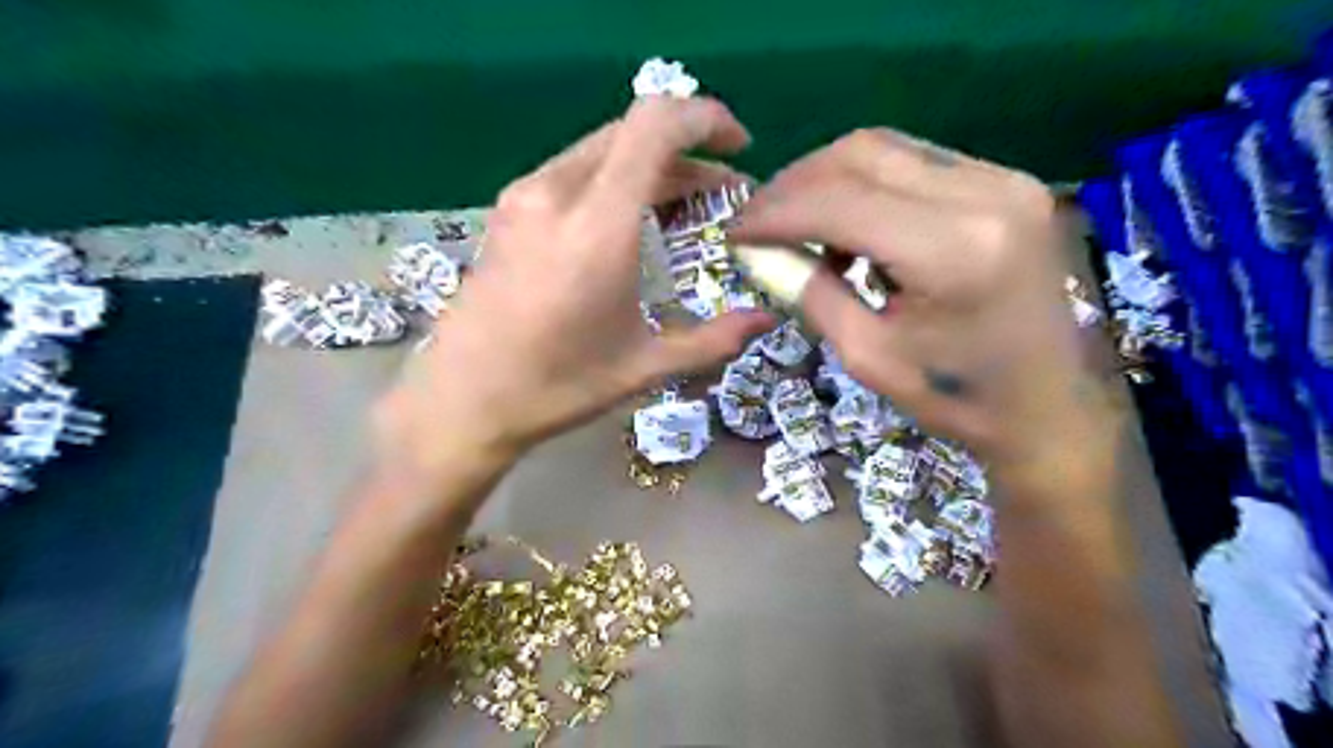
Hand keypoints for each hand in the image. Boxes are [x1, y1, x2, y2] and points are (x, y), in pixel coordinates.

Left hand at [373, 99, 771, 474]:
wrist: (462, 401)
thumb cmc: (556, 387)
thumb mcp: (643, 367)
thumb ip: (713, 339)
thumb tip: (766, 320)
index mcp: (595, 227)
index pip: (654, 126)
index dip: (705, 118)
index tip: (740, 145)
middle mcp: (556, 193)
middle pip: (633, 131)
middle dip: (687, 150)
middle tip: (722, 191)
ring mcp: (525, 196)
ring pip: (603, 149)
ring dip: (651, 165)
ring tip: (685, 207)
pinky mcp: (509, 210)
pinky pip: (575, 171)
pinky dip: (616, 179)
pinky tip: (631, 221)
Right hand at [732, 128, 1099, 467]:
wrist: (1047, 409)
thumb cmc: (956, 398)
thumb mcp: (866, 356)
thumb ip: (808, 292)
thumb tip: (757, 252)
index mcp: (953, 250)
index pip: (840, 202)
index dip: (775, 212)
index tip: (733, 232)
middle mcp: (986, 193)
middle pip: (862, 154)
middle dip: (795, 185)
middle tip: (758, 222)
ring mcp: (1004, 181)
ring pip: (887, 149)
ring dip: (828, 180)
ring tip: (797, 226)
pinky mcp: (1007, 184)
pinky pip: (915, 164)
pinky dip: (867, 186)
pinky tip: (849, 226)